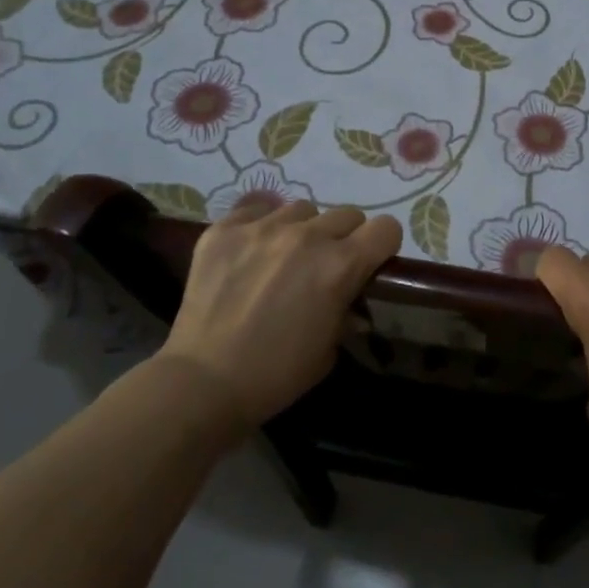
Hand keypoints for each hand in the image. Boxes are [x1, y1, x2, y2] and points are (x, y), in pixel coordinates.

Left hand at [159, 201, 401, 429]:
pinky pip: (254, 205)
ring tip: (284, 256)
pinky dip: (260, 221)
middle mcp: (306, 236)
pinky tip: (252, 245)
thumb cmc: (276, 374)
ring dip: (303, 229)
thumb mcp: (329, 350)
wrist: (203, 382)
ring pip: (301, 209)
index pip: (385, 229)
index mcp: (340, 266)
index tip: (371, 262)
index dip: (383, 246)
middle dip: (345, 238)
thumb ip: (346, 314)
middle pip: (346, 214)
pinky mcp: (224, 229)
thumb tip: (350, 303)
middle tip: (325, 265)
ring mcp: (262, 228)